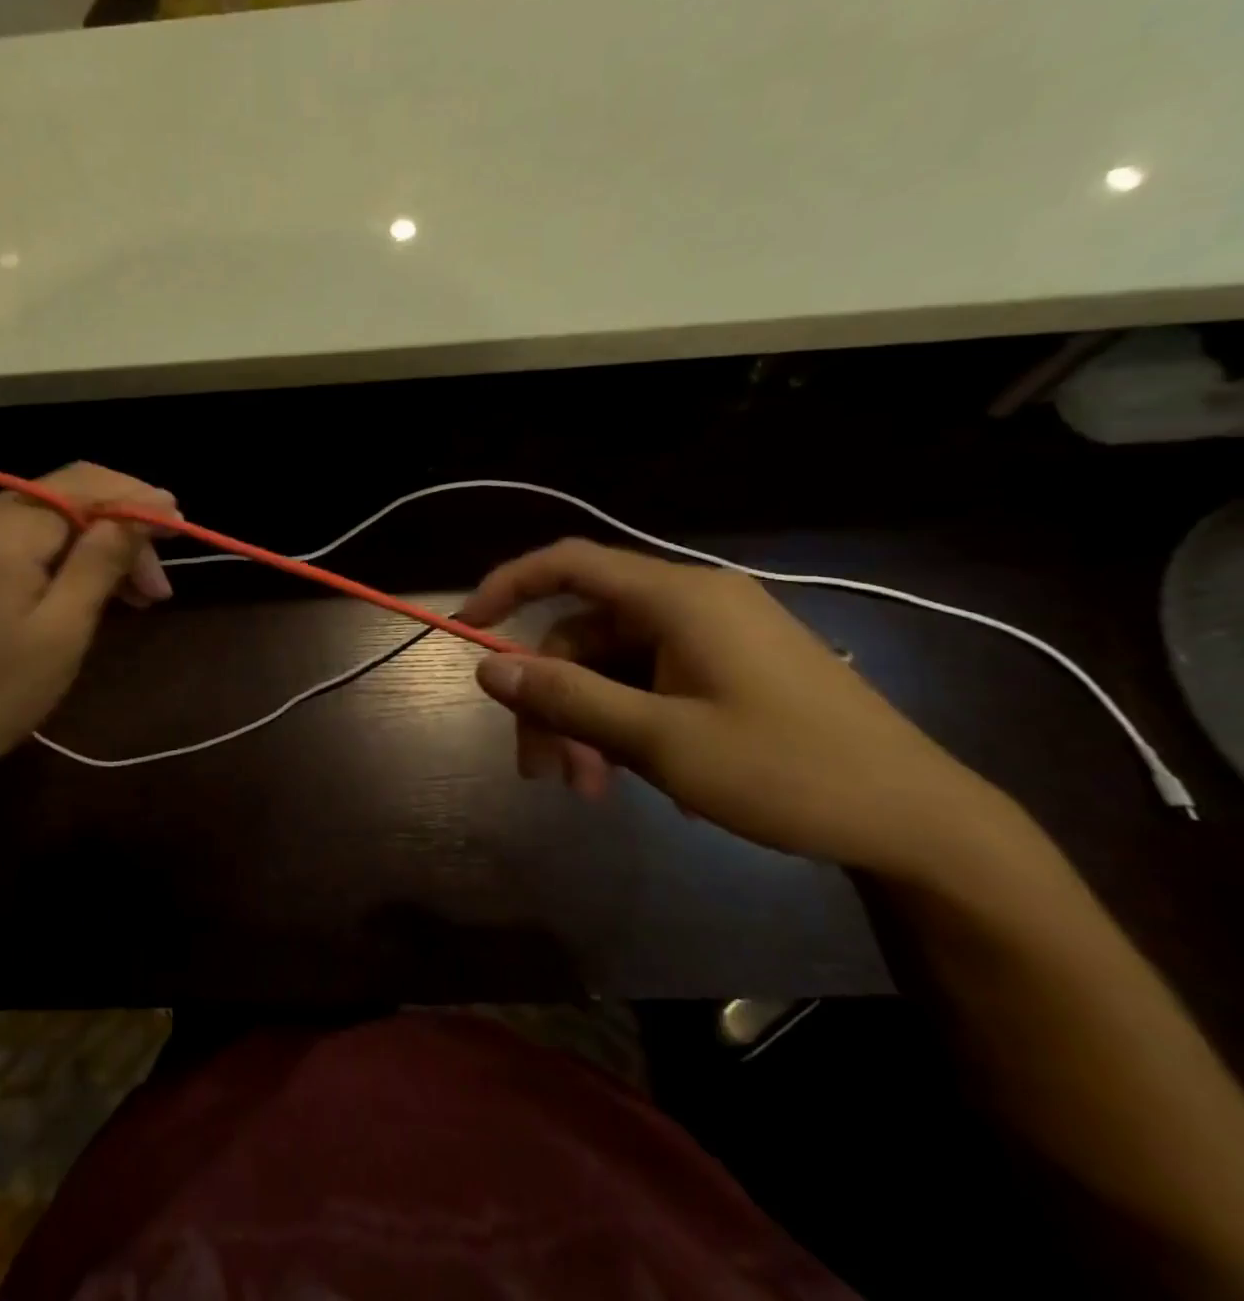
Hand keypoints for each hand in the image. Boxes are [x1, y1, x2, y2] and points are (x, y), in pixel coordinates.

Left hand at [0, 462, 175, 788]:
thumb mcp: (63, 629)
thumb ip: (103, 559)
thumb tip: (147, 509)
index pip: (82, 488)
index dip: (136, 500)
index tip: (180, 523)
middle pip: (64, 496)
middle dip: (118, 529)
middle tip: (157, 584)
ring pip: (43, 514)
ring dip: (91, 543)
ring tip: (134, 592)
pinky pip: (15, 532)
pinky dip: (56, 552)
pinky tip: (84, 583)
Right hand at [460, 539, 1027, 882]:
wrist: (920, 822)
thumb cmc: (789, 773)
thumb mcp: (662, 742)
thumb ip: (570, 699)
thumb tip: (487, 666)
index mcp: (678, 598)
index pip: (568, 564)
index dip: (508, 586)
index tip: (467, 629)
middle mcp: (692, 602)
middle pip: (585, 633)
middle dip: (554, 699)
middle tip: (544, 772)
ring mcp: (713, 636)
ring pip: (614, 665)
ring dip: (587, 722)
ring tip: (589, 789)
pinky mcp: (729, 668)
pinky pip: (650, 682)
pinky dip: (626, 724)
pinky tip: (639, 779)